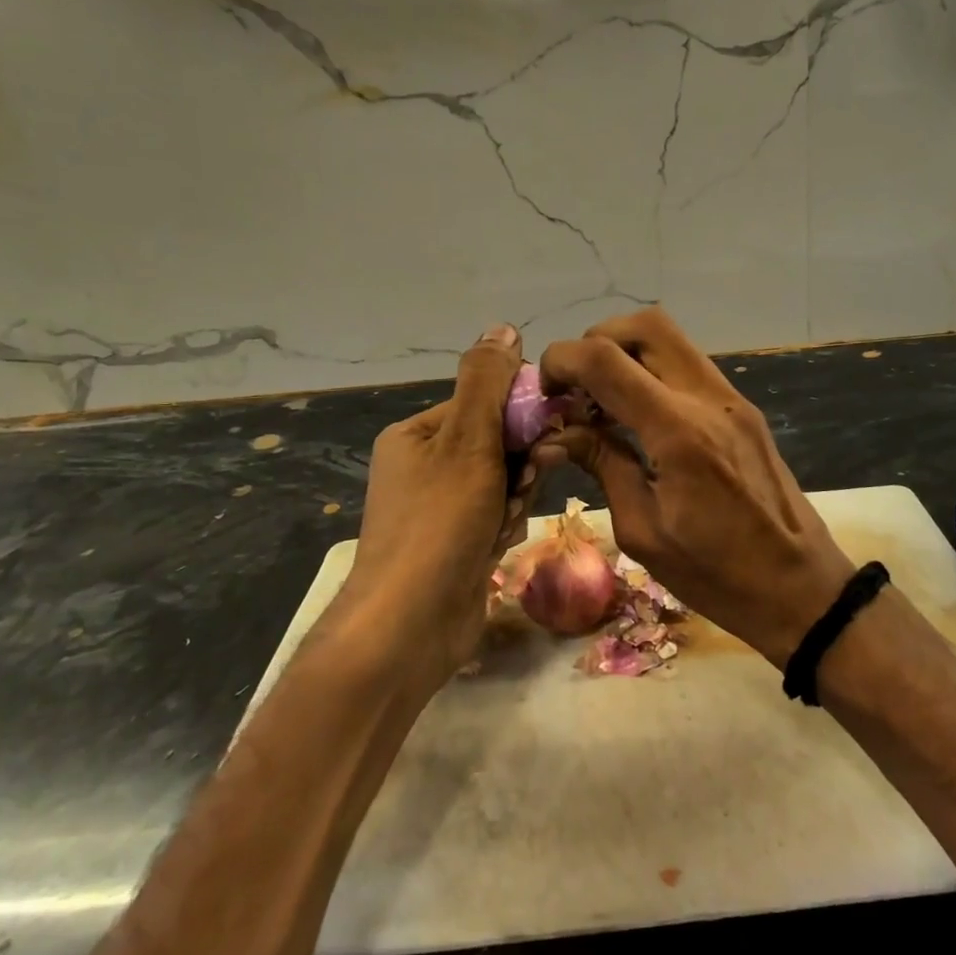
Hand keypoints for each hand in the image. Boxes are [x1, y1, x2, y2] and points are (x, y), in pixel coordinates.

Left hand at [343, 324, 543, 692]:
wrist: (408, 628)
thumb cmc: (438, 524)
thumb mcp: (466, 441)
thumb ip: (486, 382)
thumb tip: (503, 326)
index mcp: (418, 434)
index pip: (485, 403)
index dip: (520, 416)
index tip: (547, 435)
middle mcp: (425, 466)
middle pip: (499, 444)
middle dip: (519, 465)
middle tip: (523, 484)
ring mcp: (439, 509)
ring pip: (505, 483)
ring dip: (514, 500)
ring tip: (499, 525)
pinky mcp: (455, 544)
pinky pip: (497, 517)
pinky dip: (503, 528)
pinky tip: (494, 547)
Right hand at [540, 308, 854, 667]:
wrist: (801, 587)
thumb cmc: (717, 575)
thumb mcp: (643, 530)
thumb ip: (603, 464)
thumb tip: (557, 434)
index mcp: (678, 431)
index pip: (605, 359)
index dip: (562, 360)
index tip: (542, 391)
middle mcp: (708, 398)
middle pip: (645, 325)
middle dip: (597, 342)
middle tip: (575, 388)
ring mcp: (732, 399)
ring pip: (670, 339)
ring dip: (626, 354)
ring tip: (601, 402)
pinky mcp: (743, 410)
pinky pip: (688, 366)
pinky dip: (653, 371)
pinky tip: (636, 416)